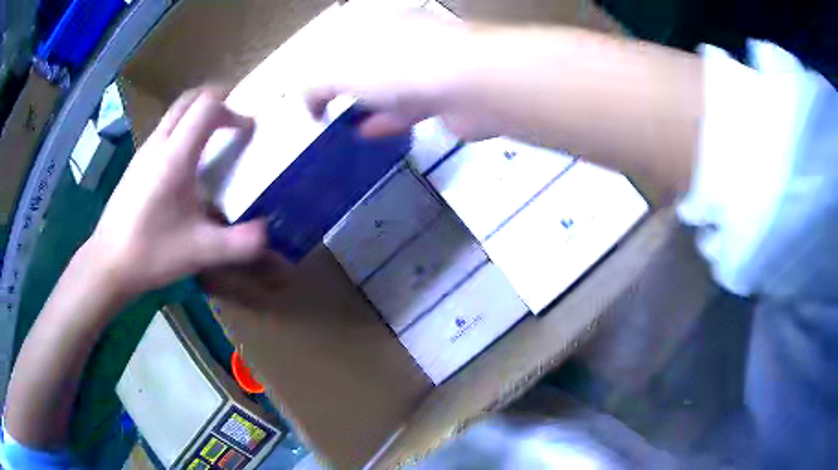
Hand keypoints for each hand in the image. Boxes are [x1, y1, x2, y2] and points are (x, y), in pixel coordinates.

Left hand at [87, 87, 265, 295]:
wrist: (108, 263)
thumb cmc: (151, 252)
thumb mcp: (201, 252)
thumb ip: (240, 243)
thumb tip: (269, 233)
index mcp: (175, 156)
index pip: (207, 107)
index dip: (233, 111)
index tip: (247, 130)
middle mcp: (159, 144)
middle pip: (190, 99)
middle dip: (216, 100)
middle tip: (234, 118)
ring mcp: (144, 152)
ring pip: (175, 113)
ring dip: (198, 114)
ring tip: (215, 137)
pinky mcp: (136, 164)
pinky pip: (165, 130)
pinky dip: (183, 129)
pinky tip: (188, 163)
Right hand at [304, 11, 495, 139]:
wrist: (470, 84)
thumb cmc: (397, 65)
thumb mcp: (339, 69)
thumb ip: (314, 83)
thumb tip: (308, 101)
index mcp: (379, 25)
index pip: (342, 38)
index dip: (321, 62)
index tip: (307, 91)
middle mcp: (404, 41)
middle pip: (368, 61)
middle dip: (345, 83)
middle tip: (325, 106)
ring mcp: (427, 69)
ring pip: (388, 86)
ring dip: (364, 103)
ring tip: (341, 122)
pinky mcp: (444, 97)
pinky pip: (407, 109)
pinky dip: (385, 121)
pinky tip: (366, 133)